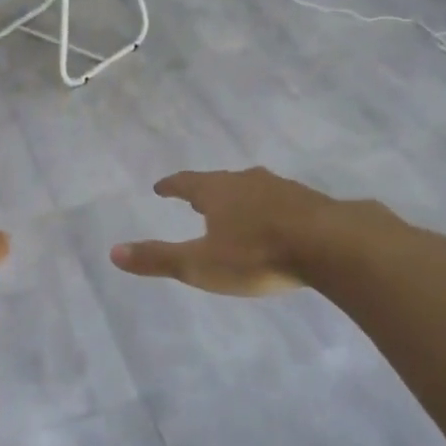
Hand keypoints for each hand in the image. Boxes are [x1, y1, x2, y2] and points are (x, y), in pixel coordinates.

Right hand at [109, 168, 343, 296]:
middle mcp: (247, 182)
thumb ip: (159, 259)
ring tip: (234, 209)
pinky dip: (270, 209)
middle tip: (196, 199)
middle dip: (206, 191)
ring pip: (253, 189)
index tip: (161, 187)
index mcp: (217, 192)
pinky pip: (281, 202)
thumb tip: (113, 252)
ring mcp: (283, 189)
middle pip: (220, 182)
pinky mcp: (311, 202)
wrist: (332, 245)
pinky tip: (277, 223)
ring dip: (239, 198)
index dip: (172, 186)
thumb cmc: (258, 255)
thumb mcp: (201, 264)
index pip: (186, 183)